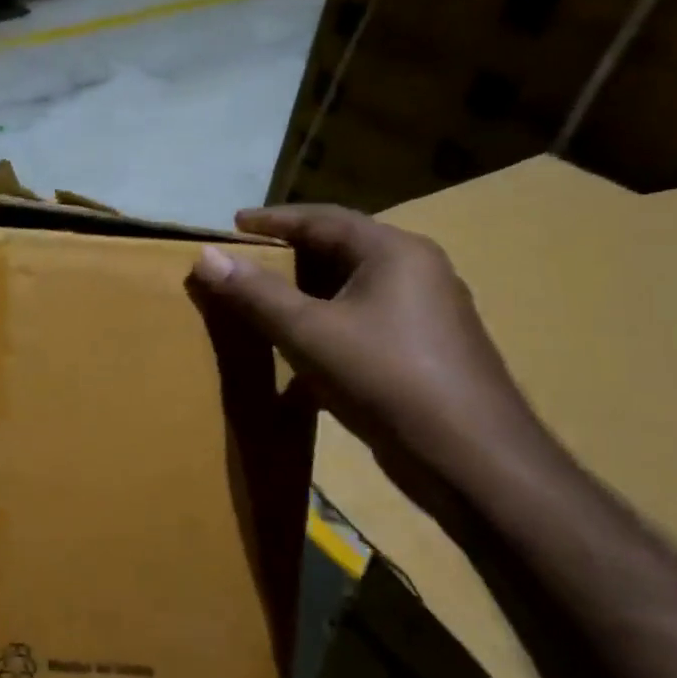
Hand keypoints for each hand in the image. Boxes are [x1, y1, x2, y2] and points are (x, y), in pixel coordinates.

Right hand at [191, 204, 556, 508]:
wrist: (471, 459)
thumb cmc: (386, 377)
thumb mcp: (308, 331)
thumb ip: (255, 292)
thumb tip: (206, 256)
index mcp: (394, 252)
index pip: (324, 218)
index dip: (273, 219)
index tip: (233, 225)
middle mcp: (416, 271)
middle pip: (340, 249)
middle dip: (290, 254)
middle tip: (245, 262)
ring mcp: (425, 313)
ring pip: (352, 288)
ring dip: (307, 292)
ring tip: (264, 300)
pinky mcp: (424, 350)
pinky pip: (364, 320)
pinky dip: (327, 323)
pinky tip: (301, 350)